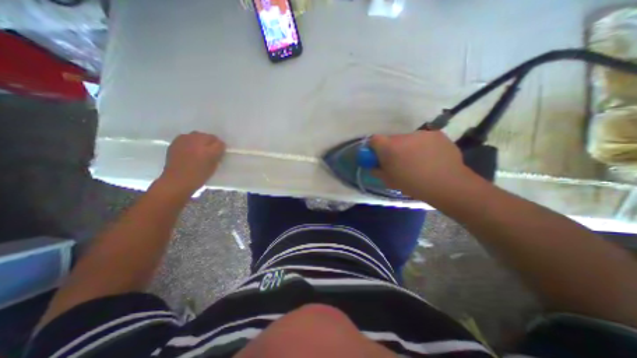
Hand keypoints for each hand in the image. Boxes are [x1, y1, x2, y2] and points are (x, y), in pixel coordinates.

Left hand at [157, 130, 225, 194]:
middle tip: (210, 150)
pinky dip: (191, 140)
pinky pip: (187, 136)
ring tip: (199, 148)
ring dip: (201, 139)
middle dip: (211, 142)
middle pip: (209, 136)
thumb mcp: (213, 167)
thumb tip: (219, 149)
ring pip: (198, 134)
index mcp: (209, 151)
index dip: (221, 148)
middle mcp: (197, 143)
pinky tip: (190, 148)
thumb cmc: (198, 177)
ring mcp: (185, 141)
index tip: (220, 152)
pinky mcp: (176, 142)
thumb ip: (217, 156)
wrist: (176, 181)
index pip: (220, 143)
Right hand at [368, 130, 476, 200]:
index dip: (374, 147)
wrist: (447, 184)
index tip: (378, 156)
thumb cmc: (413, 184)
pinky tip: (430, 158)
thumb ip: (376, 170)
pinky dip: (423, 146)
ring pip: (408, 139)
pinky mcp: (436, 134)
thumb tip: (373, 165)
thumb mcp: (388, 181)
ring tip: (418, 161)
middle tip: (399, 161)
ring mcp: (421, 134)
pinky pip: (423, 139)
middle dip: (392, 148)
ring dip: (408, 147)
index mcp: (389, 147)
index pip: (374, 139)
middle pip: (392, 139)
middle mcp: (403, 136)